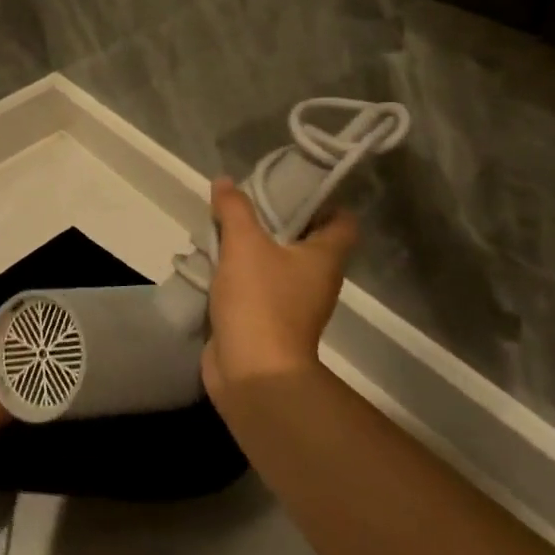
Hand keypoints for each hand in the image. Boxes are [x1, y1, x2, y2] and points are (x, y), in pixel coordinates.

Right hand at [202, 177, 357, 400]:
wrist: (252, 373)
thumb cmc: (260, 300)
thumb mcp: (244, 243)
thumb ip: (234, 209)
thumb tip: (225, 181)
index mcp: (324, 258)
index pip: (341, 220)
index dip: (322, 200)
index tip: (289, 186)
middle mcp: (316, 280)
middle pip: (304, 240)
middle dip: (275, 221)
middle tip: (245, 203)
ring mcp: (294, 305)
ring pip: (276, 264)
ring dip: (253, 248)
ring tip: (222, 229)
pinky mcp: (268, 322)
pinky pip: (257, 288)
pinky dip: (239, 275)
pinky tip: (213, 263)